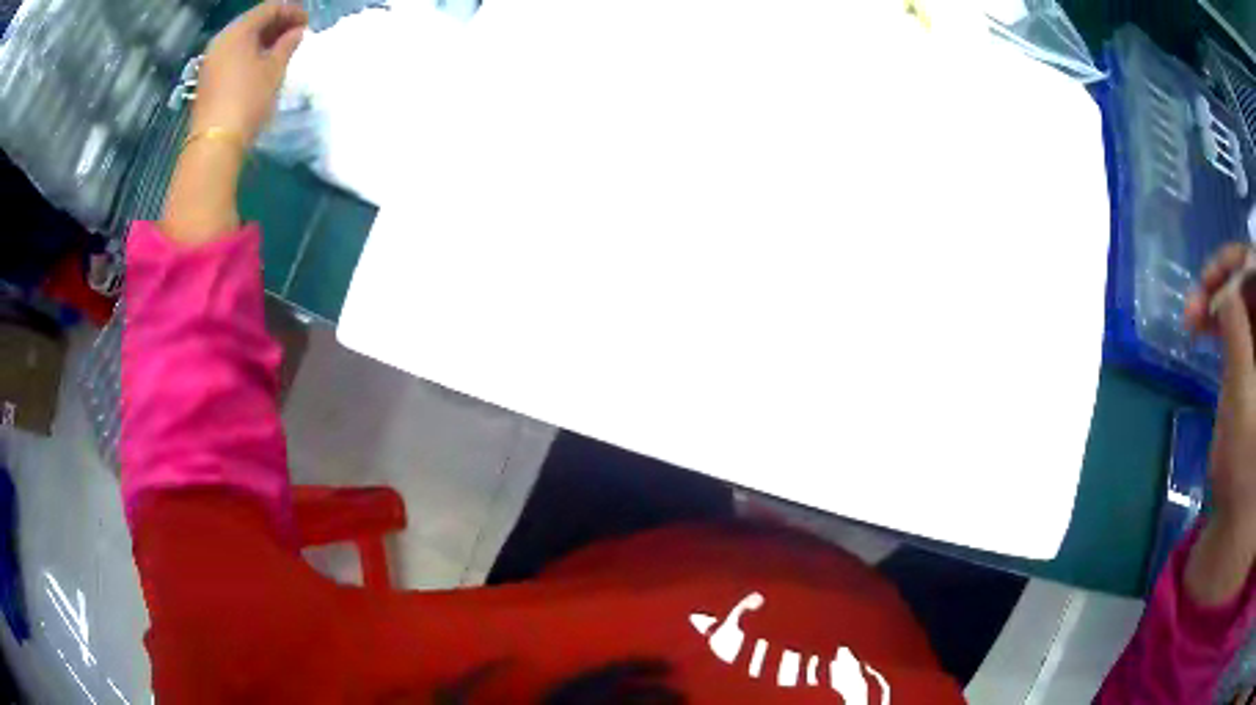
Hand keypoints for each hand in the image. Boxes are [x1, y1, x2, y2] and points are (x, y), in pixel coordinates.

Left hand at [191, 1, 308, 146]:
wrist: (215, 144)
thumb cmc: (248, 100)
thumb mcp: (274, 69)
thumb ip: (288, 44)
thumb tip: (296, 32)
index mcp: (238, 31)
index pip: (270, 8)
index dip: (292, 11)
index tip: (308, 22)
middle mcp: (221, 40)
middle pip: (253, 21)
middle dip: (277, 24)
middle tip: (297, 33)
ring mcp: (212, 60)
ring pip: (242, 38)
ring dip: (263, 39)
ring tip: (282, 49)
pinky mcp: (208, 78)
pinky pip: (233, 54)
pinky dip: (250, 52)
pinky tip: (262, 63)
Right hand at [1183, 243, 1255, 602]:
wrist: (1238, 517)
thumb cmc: (1244, 472)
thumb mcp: (1242, 407)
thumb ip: (1239, 341)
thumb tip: (1228, 286)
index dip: (1243, 264)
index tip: (1218, 276)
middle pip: (1252, 278)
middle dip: (1227, 278)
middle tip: (1200, 293)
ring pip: (1243, 293)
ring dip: (1218, 295)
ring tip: (1192, 313)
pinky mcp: (1251, 355)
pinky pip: (1237, 315)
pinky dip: (1219, 313)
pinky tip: (1201, 322)